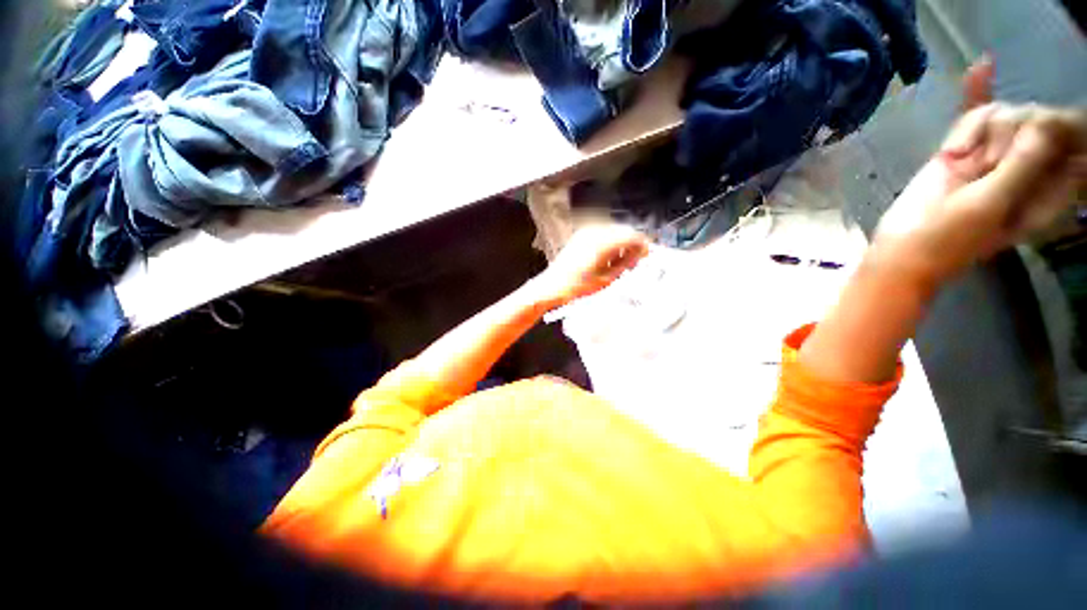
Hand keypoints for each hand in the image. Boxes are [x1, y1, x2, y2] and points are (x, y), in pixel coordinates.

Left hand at [532, 223, 649, 307]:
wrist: (553, 285)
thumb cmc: (579, 286)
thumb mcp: (607, 278)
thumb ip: (627, 263)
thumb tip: (640, 253)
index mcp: (603, 242)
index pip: (632, 236)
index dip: (643, 245)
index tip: (647, 256)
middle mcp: (595, 231)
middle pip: (624, 231)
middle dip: (632, 245)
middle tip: (634, 263)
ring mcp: (587, 231)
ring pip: (614, 232)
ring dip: (621, 244)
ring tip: (620, 264)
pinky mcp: (582, 234)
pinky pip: (603, 233)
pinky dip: (610, 243)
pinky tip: (608, 259)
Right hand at [875, 58, 1086, 285]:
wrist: (899, 249)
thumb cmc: (945, 239)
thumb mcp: (988, 205)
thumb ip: (1022, 166)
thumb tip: (1041, 120)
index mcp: (1045, 189)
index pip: (1065, 140)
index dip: (1050, 129)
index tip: (1034, 134)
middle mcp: (1024, 168)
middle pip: (1030, 120)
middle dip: (1003, 133)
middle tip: (979, 165)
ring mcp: (993, 156)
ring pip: (999, 115)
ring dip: (975, 130)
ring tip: (956, 159)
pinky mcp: (964, 151)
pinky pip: (973, 116)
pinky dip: (976, 92)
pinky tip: (982, 65)